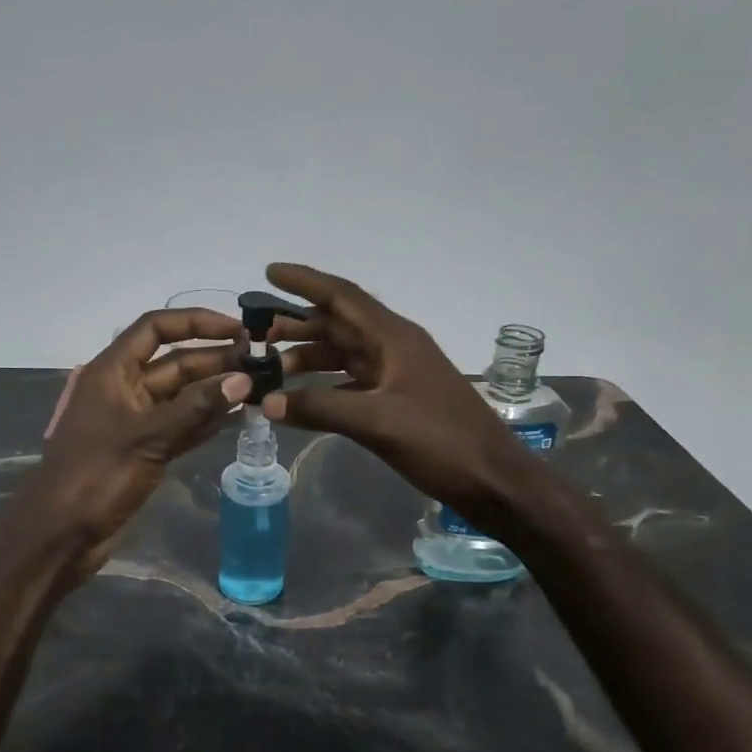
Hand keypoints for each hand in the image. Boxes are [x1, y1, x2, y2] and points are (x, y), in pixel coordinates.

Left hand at [6, 308, 250, 580]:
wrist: (60, 535)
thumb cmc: (96, 476)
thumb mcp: (149, 437)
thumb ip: (197, 408)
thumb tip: (243, 379)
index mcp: (112, 372)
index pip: (156, 328)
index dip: (196, 322)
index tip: (238, 329)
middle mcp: (123, 389)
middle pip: (174, 363)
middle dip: (215, 360)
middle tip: (261, 364)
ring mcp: (133, 422)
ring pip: (180, 396)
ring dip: (214, 391)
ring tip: (258, 387)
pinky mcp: (142, 451)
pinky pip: (179, 426)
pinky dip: (204, 421)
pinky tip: (236, 418)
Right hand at [260, 264, 545, 523]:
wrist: (493, 479)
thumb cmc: (441, 442)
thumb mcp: (378, 422)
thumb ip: (321, 408)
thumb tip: (267, 402)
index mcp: (395, 338)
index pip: (343, 297)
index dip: (305, 282)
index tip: (269, 272)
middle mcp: (395, 348)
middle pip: (340, 324)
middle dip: (299, 324)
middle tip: (258, 333)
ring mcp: (398, 375)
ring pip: (345, 355)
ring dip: (310, 357)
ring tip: (272, 366)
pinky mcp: (399, 402)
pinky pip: (352, 383)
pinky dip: (325, 387)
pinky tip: (302, 399)